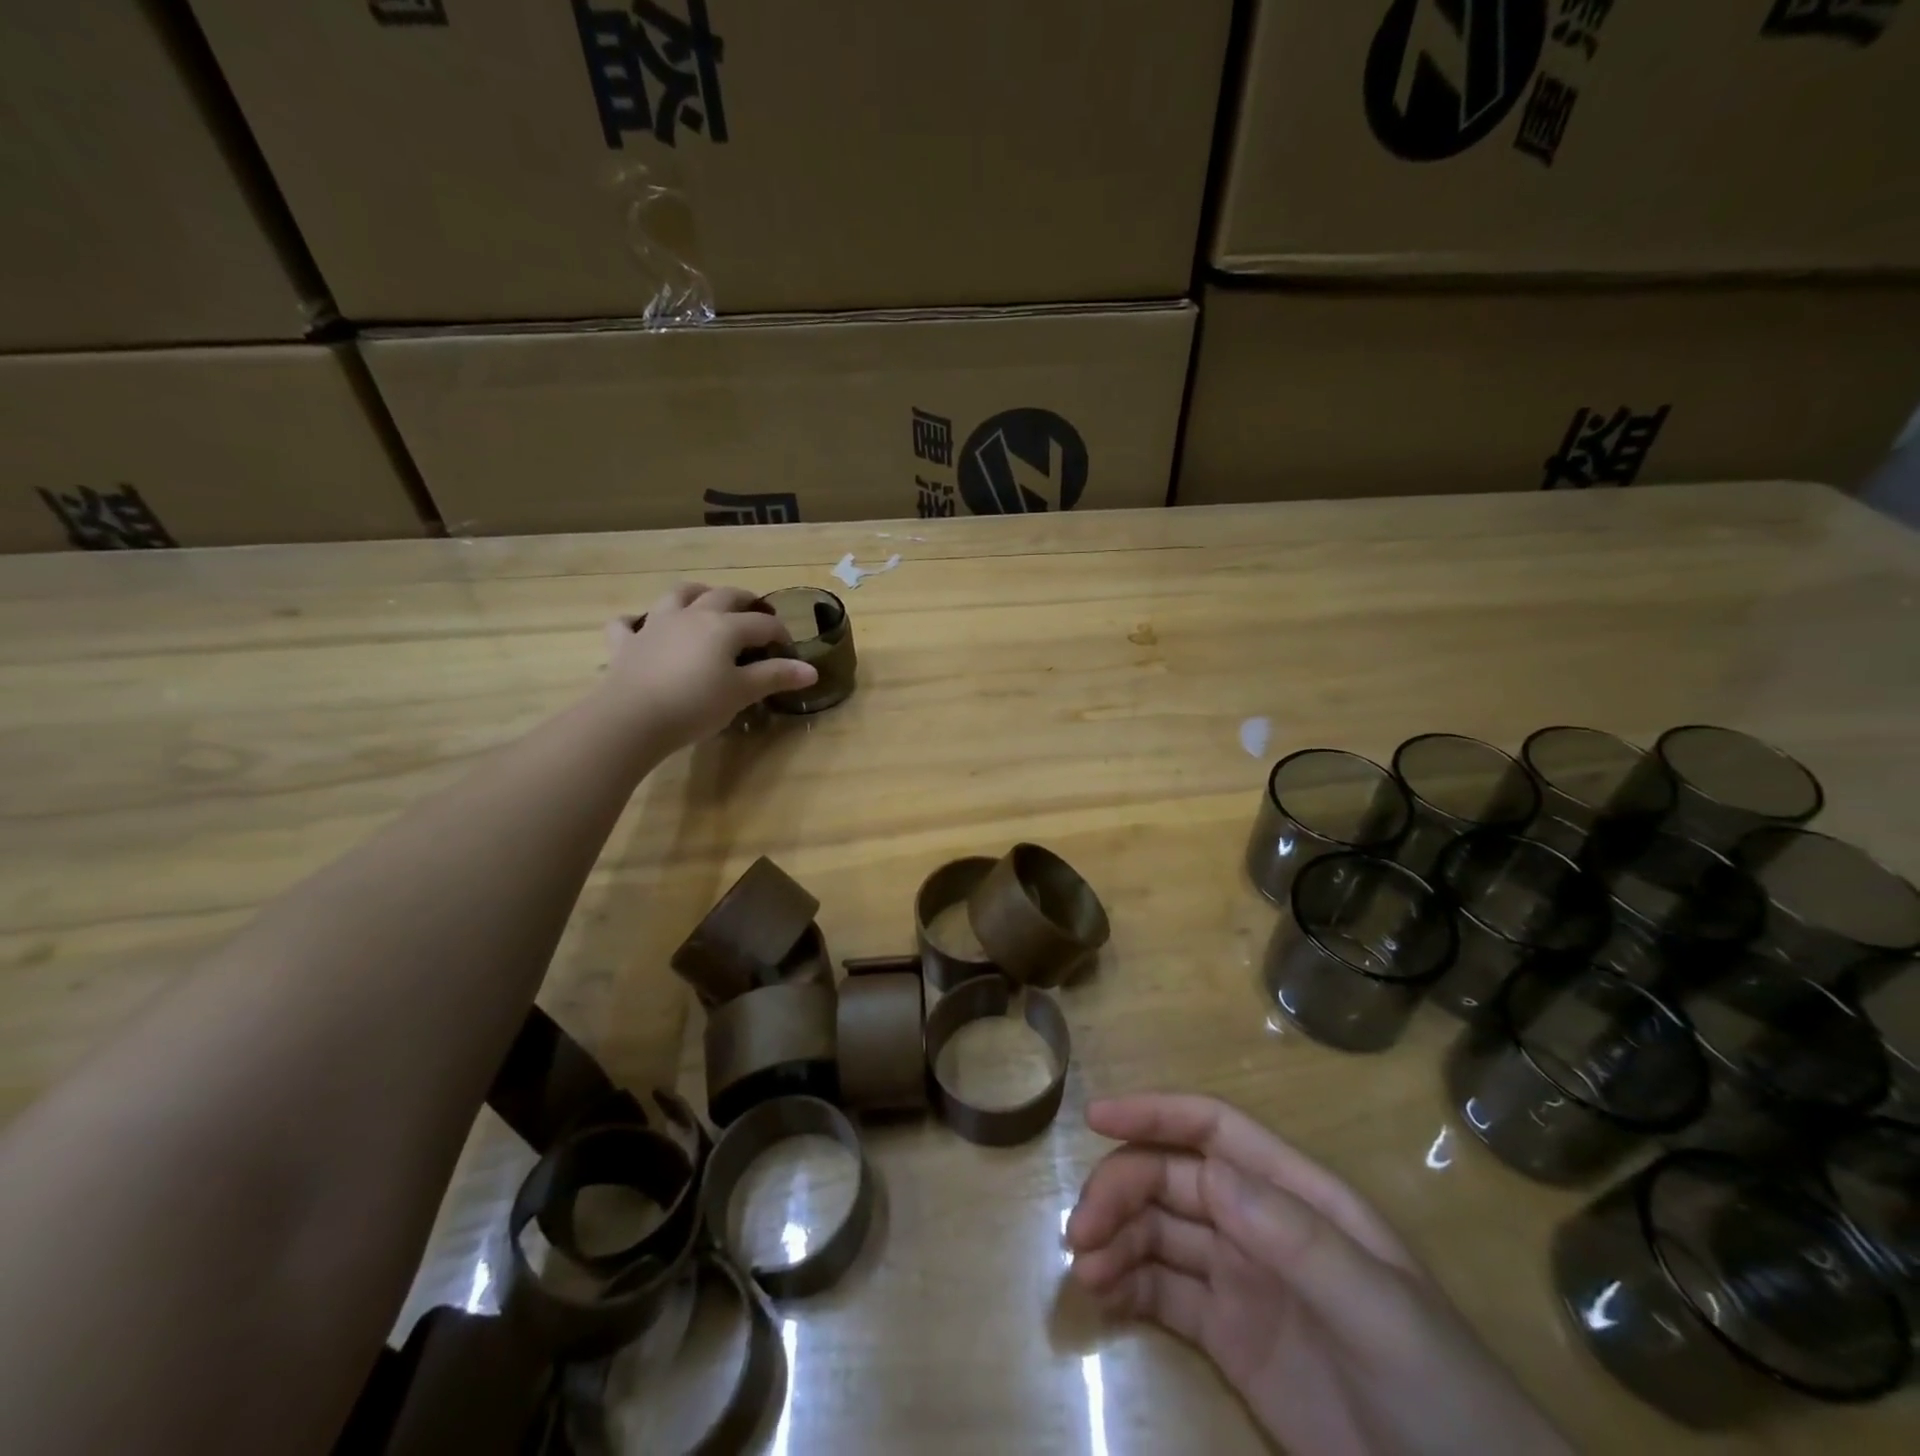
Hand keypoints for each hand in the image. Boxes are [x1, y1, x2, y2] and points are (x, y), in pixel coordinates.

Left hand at [601, 583, 817, 749]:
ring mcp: (655, 625)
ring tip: (705, 600)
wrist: (632, 717)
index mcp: (724, 626)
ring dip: (695, 594)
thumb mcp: (742, 692)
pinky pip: (628, 623)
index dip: (780, 634)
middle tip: (756, 613)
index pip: (762, 623)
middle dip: (744, 601)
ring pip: (678, 595)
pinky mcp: (627, 643)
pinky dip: (636, 622)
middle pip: (723, 596)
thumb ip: (775, 676)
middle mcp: (692, 615)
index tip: (789, 651)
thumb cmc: (696, 704)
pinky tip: (640, 626)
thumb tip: (810, 670)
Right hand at [1066, 1094, 1571, 1455]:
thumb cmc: (1440, 1394)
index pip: (1214, 1131)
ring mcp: (1242, 1281)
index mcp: (1298, 1197)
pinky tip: (1102, 1297)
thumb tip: (1210, 1174)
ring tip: (1085, 1272)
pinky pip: (1163, 1294)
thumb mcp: (1378, 1309)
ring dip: (1116, 1239)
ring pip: (1159, 1233)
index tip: (1096, 1119)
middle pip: (1174, 1181)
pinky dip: (1126, 1286)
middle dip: (1122, 1191)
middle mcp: (1261, 1225)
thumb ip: (1295, 1238)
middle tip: (1081, 1233)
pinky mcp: (1228, 1339)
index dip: (1155, 1114)